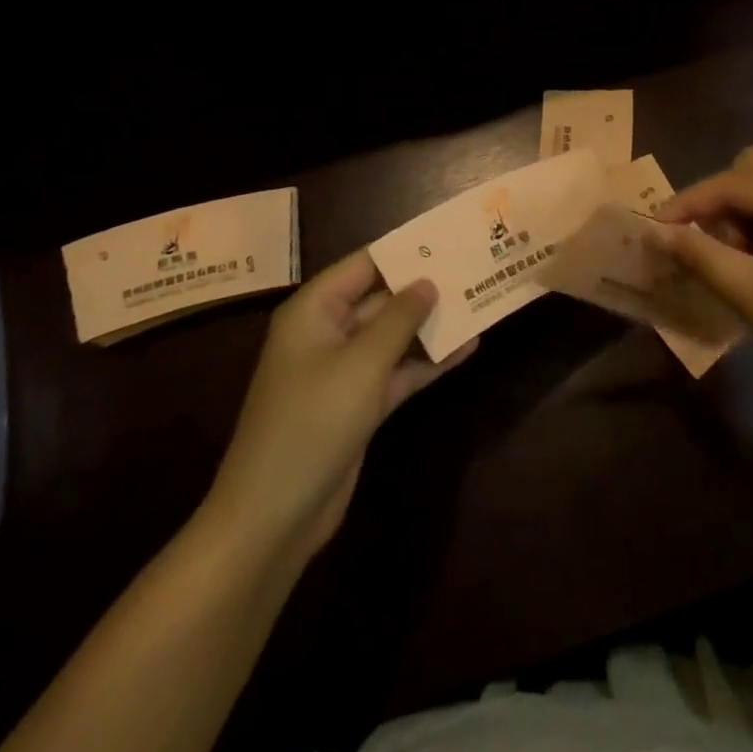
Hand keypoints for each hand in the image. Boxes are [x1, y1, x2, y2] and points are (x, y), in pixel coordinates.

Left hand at [201, 250, 473, 564]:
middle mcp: (327, 333)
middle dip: (423, 288)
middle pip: (381, 299)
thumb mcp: (362, 363)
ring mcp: (343, 371)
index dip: (403, 250)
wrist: (274, 514)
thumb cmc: (312, 421)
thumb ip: (399, 318)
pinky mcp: (358, 404)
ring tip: (478, 303)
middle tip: (472, 269)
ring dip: (430, 325)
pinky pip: (397, 371)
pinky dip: (427, 362)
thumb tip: (427, 281)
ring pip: (392, 336)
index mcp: (314, 311)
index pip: (363, 265)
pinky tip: (466, 349)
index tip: (446, 237)